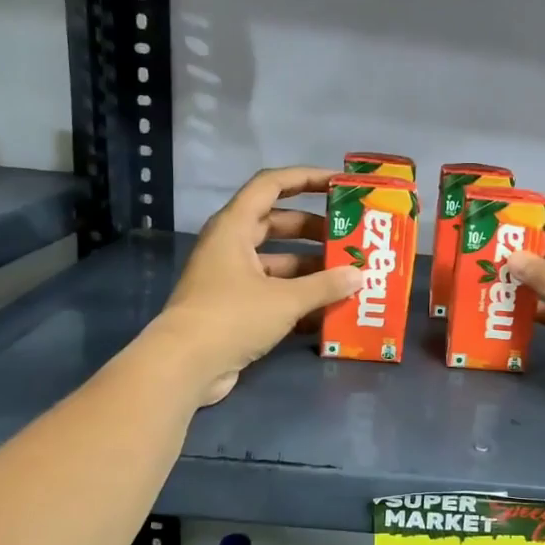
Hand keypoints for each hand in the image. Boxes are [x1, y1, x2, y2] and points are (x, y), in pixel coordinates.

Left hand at [152, 167, 361, 404]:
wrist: (185, 366)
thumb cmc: (232, 317)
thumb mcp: (285, 299)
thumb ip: (325, 286)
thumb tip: (359, 275)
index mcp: (234, 227)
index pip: (271, 185)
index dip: (305, 178)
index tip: (339, 184)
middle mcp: (231, 246)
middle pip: (277, 224)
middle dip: (315, 230)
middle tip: (350, 237)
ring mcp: (231, 278)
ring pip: (278, 262)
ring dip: (311, 268)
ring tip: (348, 276)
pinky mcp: (235, 308)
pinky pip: (273, 292)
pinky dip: (299, 297)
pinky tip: (329, 310)